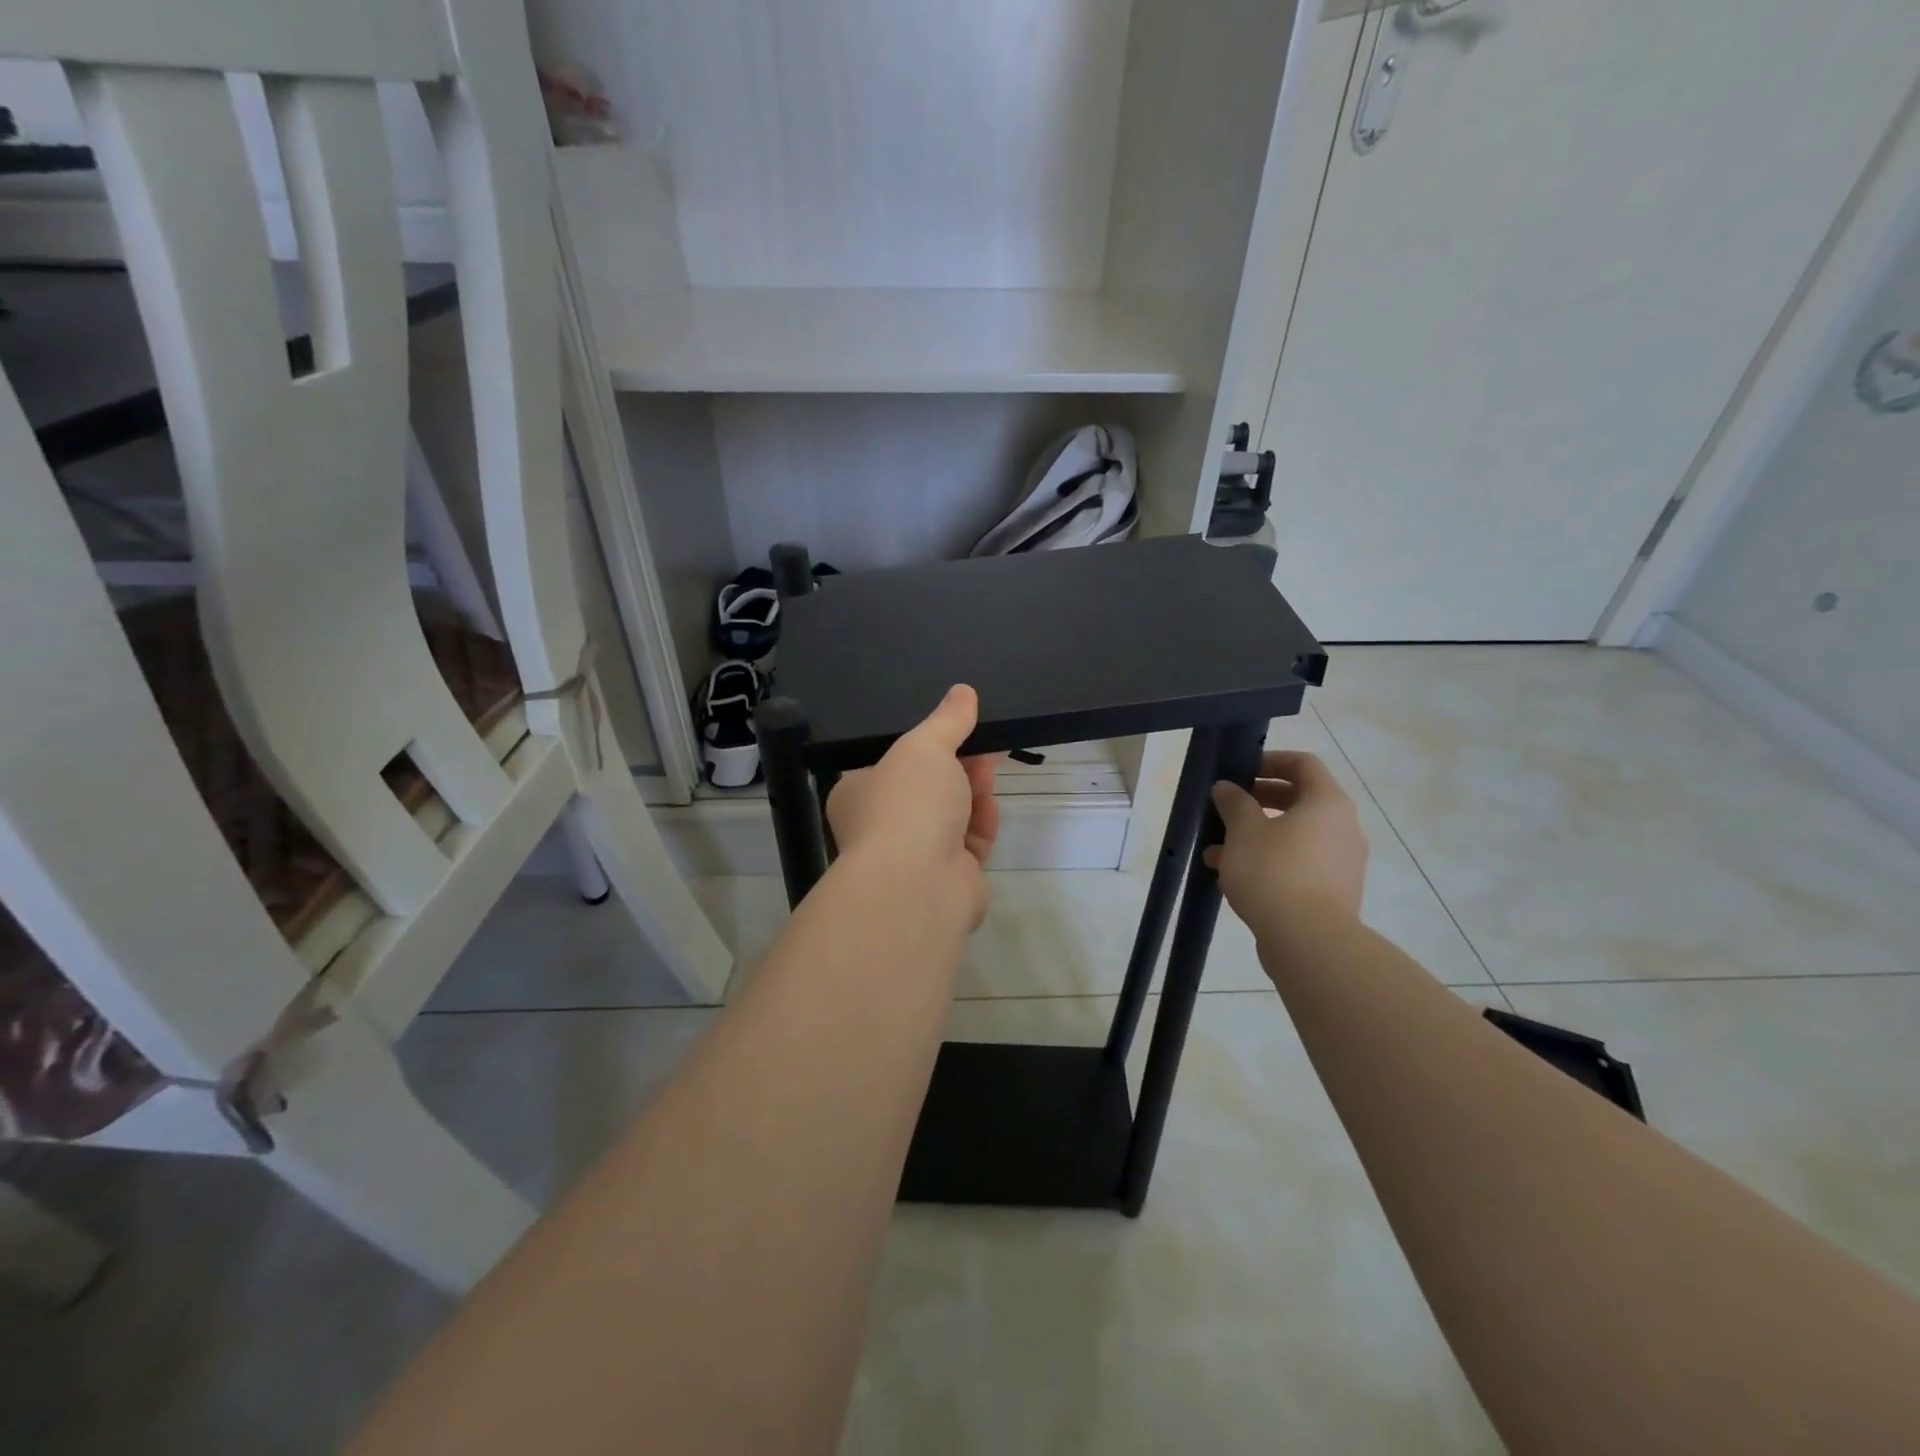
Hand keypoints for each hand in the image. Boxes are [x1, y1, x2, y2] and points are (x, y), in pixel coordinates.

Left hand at [826, 685, 1003, 927]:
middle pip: (931, 787)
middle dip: (961, 766)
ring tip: (988, 776)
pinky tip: (989, 812)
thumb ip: (947, 719)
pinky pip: (969, 843)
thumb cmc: (907, 805)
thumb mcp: (925, 747)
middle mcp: (882, 825)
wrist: (917, 885)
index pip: (896, 762)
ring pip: (953, 814)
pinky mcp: (947, 878)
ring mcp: (915, 856)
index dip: (933, 744)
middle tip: (987, 748)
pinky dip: (981, 826)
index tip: (963, 728)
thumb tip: (963, 691)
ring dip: (973, 794)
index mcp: (861, 793)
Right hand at [1205, 750, 1367, 938]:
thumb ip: (1234, 803)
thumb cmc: (1274, 871)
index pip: (1304, 764)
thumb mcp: (1243, 831)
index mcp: (1327, 803)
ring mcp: (1341, 863)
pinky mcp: (1333, 893)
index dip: (1270, 761)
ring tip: (1216, 852)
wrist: (1309, 941)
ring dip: (1256, 837)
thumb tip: (1227, 787)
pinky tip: (1231, 879)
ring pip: (1294, 837)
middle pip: (1299, 801)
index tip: (1240, 771)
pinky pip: (1297, 865)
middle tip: (1226, 808)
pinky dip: (1268, 864)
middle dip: (1258, 802)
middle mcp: (1343, 828)